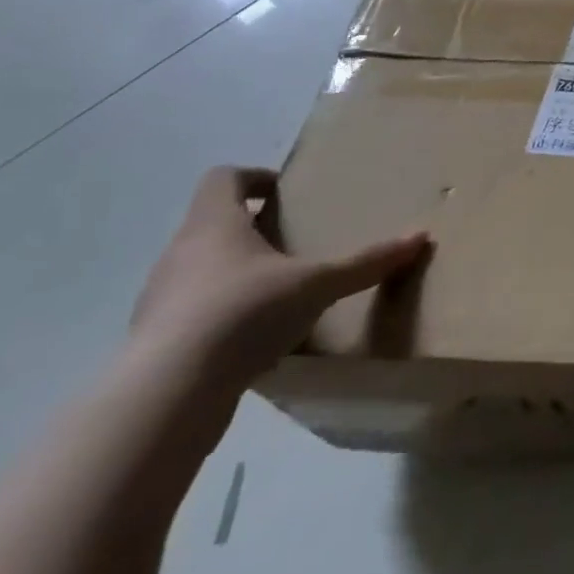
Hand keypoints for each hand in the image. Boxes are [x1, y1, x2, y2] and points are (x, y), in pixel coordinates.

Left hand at [131, 166, 429, 388]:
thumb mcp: (318, 284)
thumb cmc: (244, 313)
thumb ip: (366, 262)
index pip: (223, 178)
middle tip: (291, 243)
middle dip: (251, 230)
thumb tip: (420, 237)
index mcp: (213, 224)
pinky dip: (219, 316)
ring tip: (276, 293)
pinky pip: (190, 313)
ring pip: (199, 270)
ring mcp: (158, 299)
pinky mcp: (153, 342)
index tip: (283, 194)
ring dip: (234, 274)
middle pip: (211, 224)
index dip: (254, 178)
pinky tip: (251, 339)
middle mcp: (179, 253)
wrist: (167, 394)